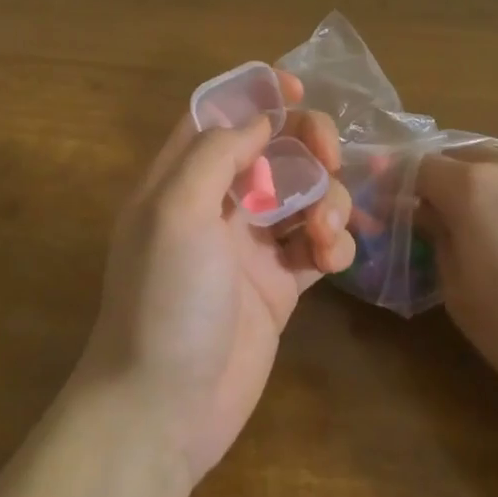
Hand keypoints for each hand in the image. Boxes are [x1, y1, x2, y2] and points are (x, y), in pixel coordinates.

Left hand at [79, 71, 354, 482]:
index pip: (218, 117)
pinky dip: (333, 243)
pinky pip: (316, 245)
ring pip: (303, 195)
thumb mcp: (176, 211)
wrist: (165, 408)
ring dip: (327, 200)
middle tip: (331, 158)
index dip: (255, 95)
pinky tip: (332, 261)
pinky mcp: (279, 285)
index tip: (297, 87)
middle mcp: (216, 204)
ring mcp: (249, 245)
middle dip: (307, 144)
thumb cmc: (164, 299)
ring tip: (323, 234)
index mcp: (181, 178)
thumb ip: (215, 154)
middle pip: (272, 150)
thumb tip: (258, 121)